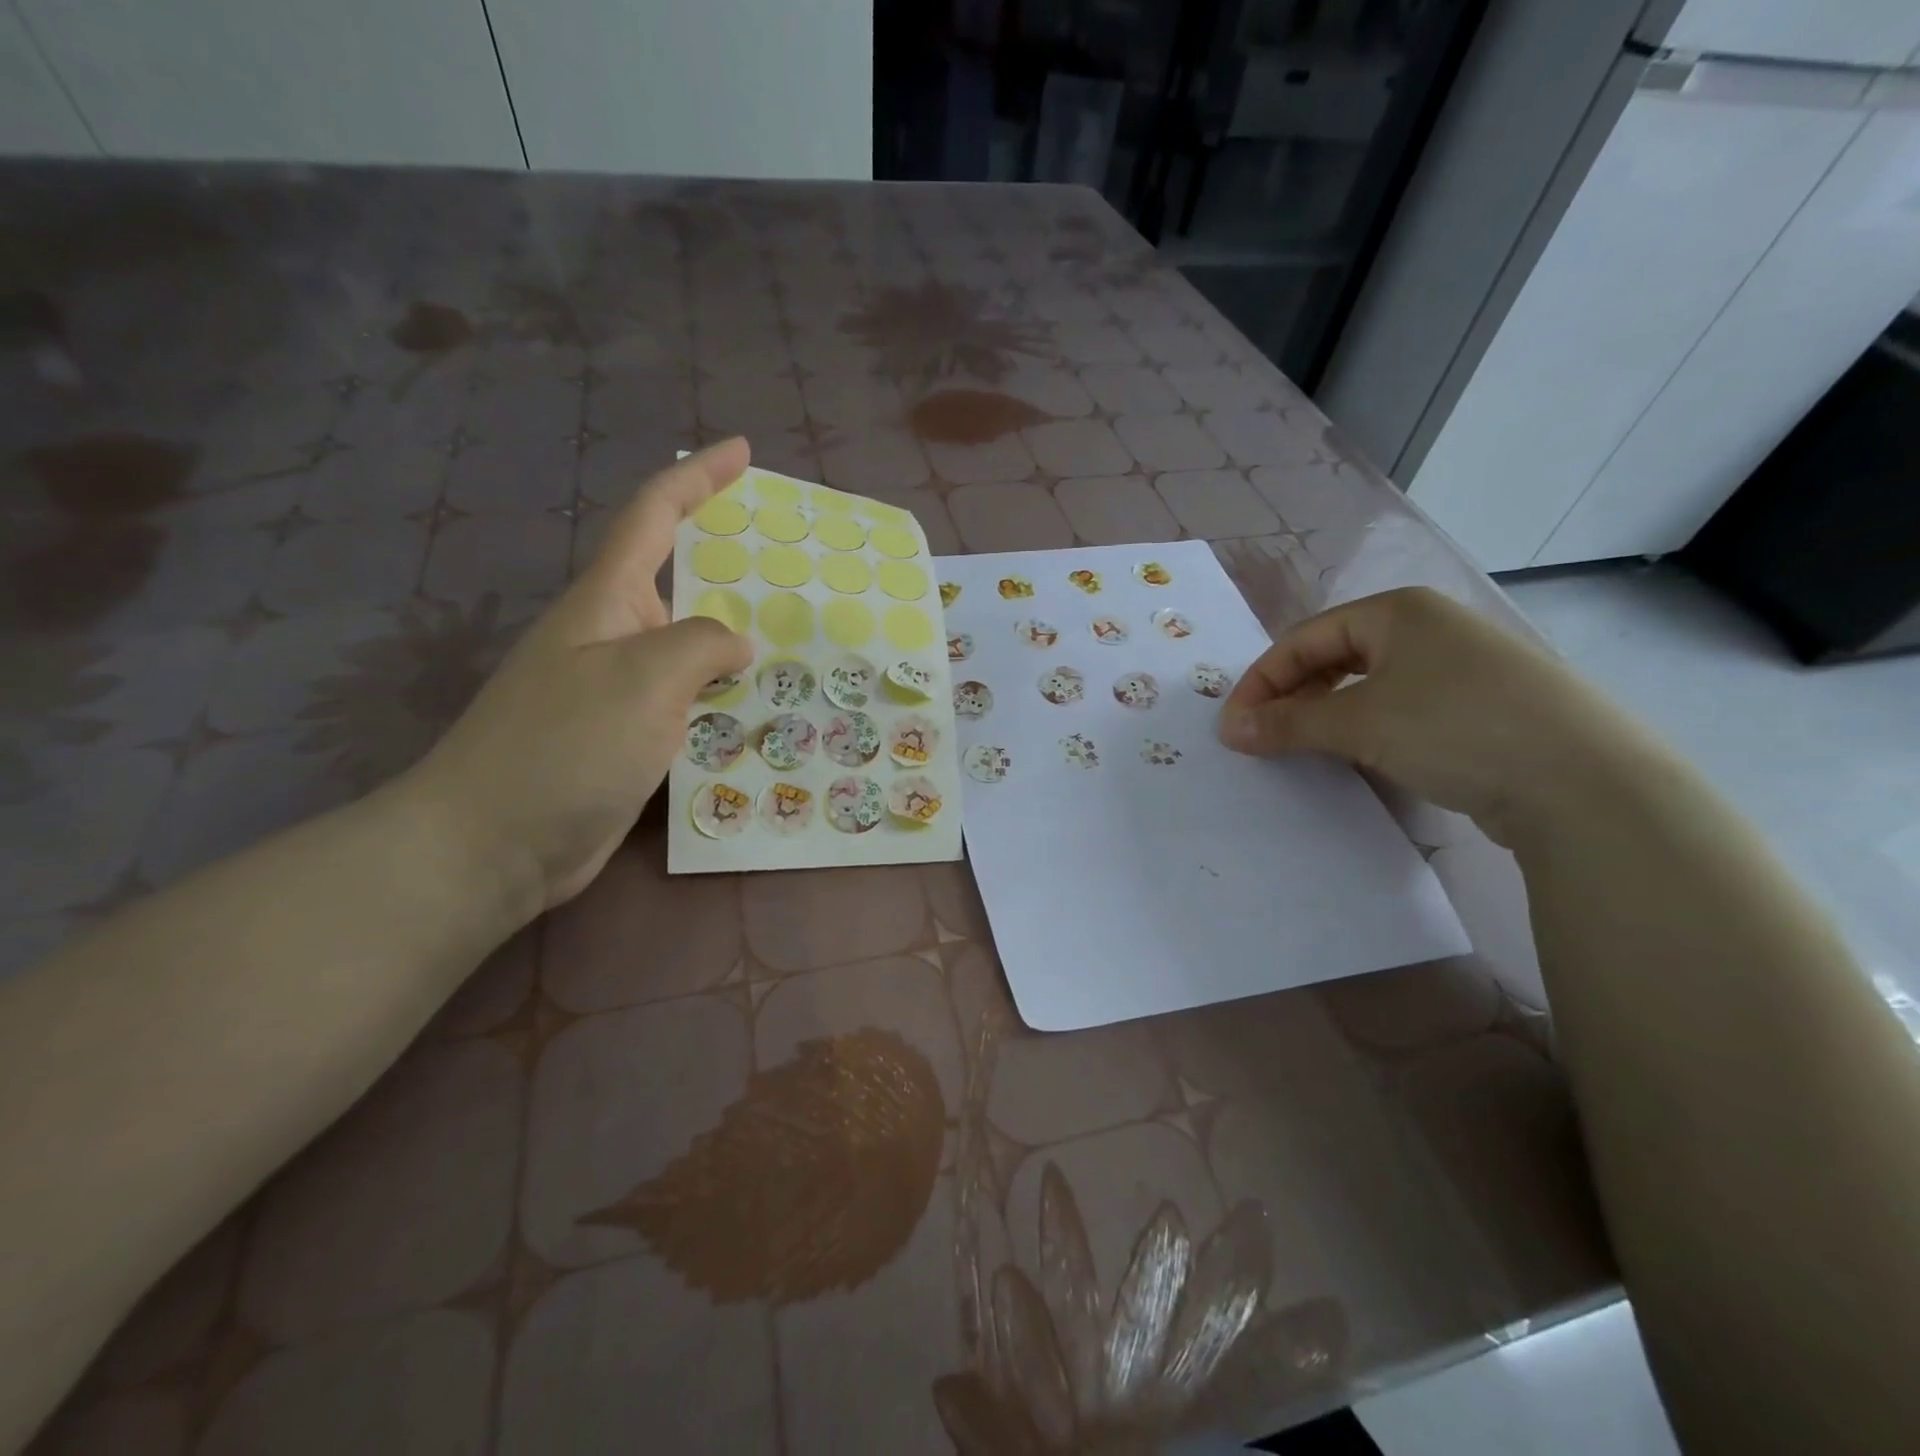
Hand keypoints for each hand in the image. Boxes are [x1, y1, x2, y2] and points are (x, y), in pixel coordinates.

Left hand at [406, 440, 754, 910]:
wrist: (492, 844)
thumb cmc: (565, 746)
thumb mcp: (643, 679)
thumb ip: (700, 646)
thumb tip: (735, 645)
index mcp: (606, 601)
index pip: (654, 516)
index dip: (698, 477)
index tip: (741, 451)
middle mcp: (612, 636)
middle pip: (678, 581)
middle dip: (731, 565)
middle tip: (793, 567)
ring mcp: (617, 690)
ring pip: (689, 650)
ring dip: (736, 642)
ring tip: (797, 643)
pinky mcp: (626, 739)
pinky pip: (688, 704)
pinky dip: (725, 700)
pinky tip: (761, 714)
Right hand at [1216, 586, 1645, 843]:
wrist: (1585, 783)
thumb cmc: (1454, 727)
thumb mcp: (1358, 722)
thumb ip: (1287, 722)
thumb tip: (1231, 731)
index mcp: (1399, 611)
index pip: (1305, 638)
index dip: (1261, 681)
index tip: (1234, 726)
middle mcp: (1432, 629)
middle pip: (1337, 657)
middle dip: (1293, 696)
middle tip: (1264, 736)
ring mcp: (1464, 669)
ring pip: (1371, 685)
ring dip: (1328, 715)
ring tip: (1306, 748)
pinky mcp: (1487, 710)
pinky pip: (1405, 710)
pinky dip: (1370, 730)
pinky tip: (1364, 757)